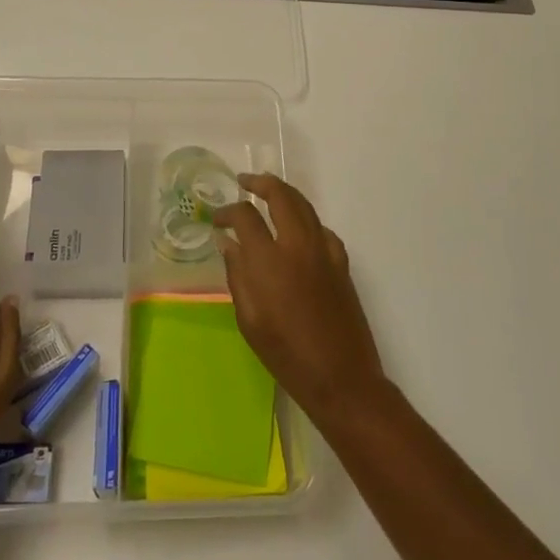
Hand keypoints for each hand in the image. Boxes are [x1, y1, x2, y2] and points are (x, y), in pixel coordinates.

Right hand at [215, 173, 386, 426]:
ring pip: (304, 205)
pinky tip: (297, 229)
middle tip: (244, 182)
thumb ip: (237, 275)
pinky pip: (321, 227)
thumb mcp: (249, 319)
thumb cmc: (286, 354)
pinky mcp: (341, 262)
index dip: (228, 212)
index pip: (245, 216)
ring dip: (284, 193)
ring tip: (268, 193)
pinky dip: (305, 219)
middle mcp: (298, 245)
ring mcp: (324, 250)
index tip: (217, 220)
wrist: (340, 377)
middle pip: (281, 196)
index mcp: (270, 260)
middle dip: (260, 183)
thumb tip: (228, 243)